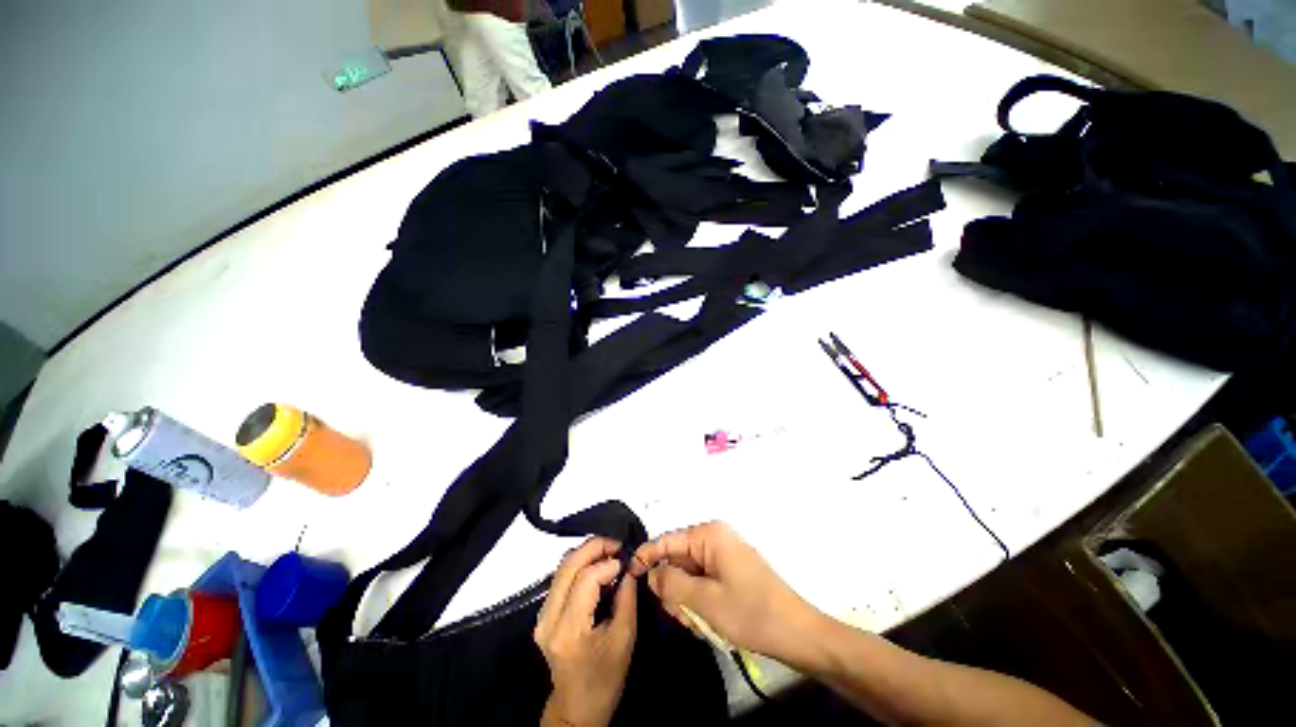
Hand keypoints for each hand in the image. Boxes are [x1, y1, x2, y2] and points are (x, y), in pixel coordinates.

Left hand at [535, 538, 636, 726]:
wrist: (577, 708)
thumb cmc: (605, 679)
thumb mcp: (624, 639)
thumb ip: (627, 597)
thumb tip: (628, 566)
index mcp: (569, 630)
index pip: (585, 579)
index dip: (607, 564)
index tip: (625, 562)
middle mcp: (548, 619)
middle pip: (568, 565)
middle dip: (594, 547)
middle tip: (616, 544)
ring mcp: (541, 616)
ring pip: (561, 567)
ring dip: (586, 553)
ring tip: (609, 553)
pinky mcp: (543, 615)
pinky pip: (560, 578)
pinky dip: (579, 564)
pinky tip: (596, 566)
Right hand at [632, 521, 822, 666]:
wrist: (798, 634)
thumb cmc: (751, 613)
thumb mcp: (704, 600)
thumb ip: (671, 583)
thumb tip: (651, 572)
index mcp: (709, 535)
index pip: (667, 540)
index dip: (646, 557)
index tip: (628, 575)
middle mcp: (715, 539)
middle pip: (678, 558)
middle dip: (672, 587)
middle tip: (678, 615)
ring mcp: (724, 556)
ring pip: (689, 574)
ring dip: (686, 599)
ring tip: (696, 623)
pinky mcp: (731, 572)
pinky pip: (703, 582)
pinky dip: (699, 601)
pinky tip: (706, 622)